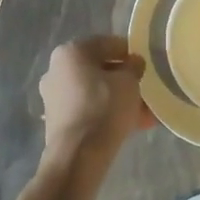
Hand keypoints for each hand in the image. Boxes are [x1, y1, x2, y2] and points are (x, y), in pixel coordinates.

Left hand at [38, 35, 154, 167]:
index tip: (145, 65)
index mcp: (71, 52)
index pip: (107, 44)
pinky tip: (129, 126)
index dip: (129, 52)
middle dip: (123, 80)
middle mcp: (57, 70)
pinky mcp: (56, 120)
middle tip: (144, 91)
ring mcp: (54, 96)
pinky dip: (106, 114)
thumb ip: (133, 67)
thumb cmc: (104, 107)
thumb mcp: (129, 82)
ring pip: (94, 92)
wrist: (78, 156)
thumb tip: (133, 63)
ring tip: (143, 114)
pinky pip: (88, 109)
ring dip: (118, 99)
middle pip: (98, 69)